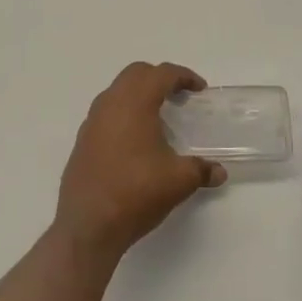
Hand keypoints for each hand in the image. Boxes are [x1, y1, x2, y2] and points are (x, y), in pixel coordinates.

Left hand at [56, 62, 226, 263]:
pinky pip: (106, 113)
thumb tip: (219, 172)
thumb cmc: (136, 193)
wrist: (88, 226)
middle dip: (159, 78)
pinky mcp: (82, 141)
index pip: (161, 74)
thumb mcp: (178, 181)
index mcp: (134, 103)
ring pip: (117, 92)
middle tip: (179, 96)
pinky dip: (124, 114)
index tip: (199, 89)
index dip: (183, 76)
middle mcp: (110, 104)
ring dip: (139, 95)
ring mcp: (91, 122)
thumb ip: (201, 170)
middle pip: (136, 74)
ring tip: (158, 118)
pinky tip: (135, 141)